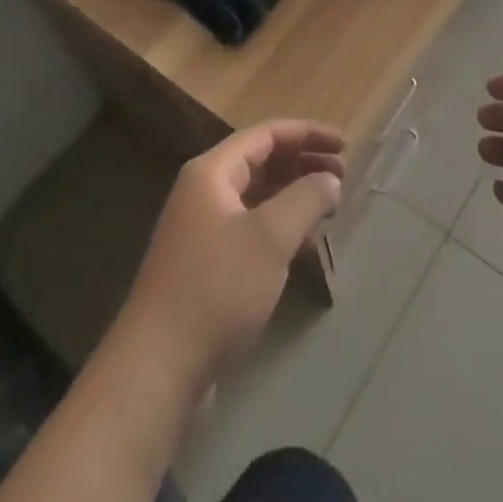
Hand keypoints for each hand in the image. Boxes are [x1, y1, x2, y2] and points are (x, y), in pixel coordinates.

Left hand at [111, 120, 344, 397]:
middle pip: (260, 162)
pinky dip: (279, 227)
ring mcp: (201, 229)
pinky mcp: (205, 264)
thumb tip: (329, 180)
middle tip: (343, 177)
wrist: (158, 367)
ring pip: (256, 197)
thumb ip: (305, 199)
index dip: (307, 134)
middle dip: (302, 164)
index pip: (266, 134)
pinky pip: (250, 227)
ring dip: (293, 196)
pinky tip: (303, 245)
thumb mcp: (269, 238)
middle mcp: (203, 191)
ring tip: (329, 208)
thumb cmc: (216, 289)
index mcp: (212, 172)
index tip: (344, 145)